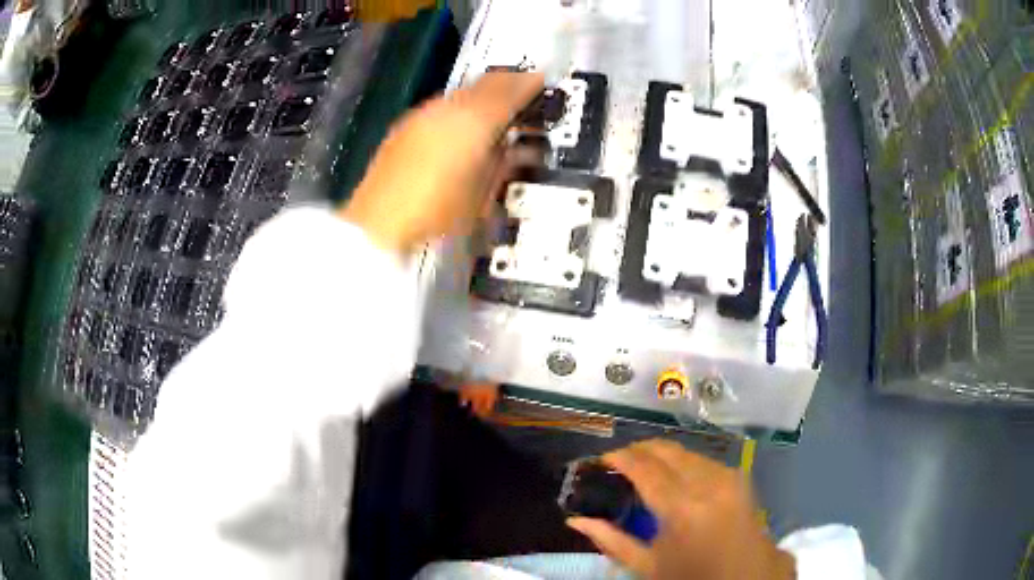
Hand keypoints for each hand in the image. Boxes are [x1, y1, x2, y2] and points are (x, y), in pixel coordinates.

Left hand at [341, 72, 543, 255]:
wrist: (381, 221)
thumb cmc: (437, 213)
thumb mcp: (483, 193)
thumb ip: (502, 162)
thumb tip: (511, 148)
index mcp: (475, 121)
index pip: (511, 90)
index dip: (530, 84)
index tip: (542, 82)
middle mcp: (449, 107)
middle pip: (486, 82)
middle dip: (508, 83)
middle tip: (524, 89)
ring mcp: (424, 113)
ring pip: (463, 91)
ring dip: (483, 94)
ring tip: (495, 108)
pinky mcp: (406, 124)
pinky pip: (443, 104)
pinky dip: (460, 106)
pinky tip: (462, 123)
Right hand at [567, 440, 794, 579]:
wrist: (747, 577)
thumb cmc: (693, 577)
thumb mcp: (648, 567)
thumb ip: (611, 541)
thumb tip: (575, 521)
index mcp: (681, 507)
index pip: (644, 467)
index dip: (619, 457)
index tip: (600, 460)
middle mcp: (707, 482)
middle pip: (666, 450)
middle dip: (639, 450)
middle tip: (618, 463)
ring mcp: (728, 476)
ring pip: (686, 451)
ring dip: (661, 455)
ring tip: (643, 469)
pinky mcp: (739, 477)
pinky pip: (703, 459)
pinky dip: (683, 461)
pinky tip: (673, 476)